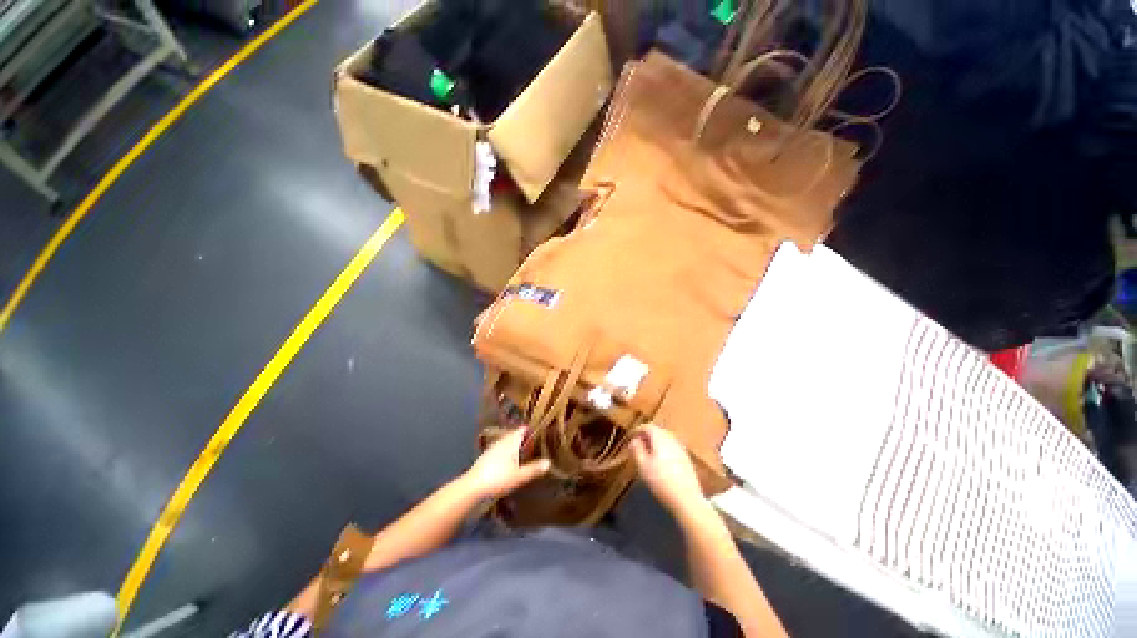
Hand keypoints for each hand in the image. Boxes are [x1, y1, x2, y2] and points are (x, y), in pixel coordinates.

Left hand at [462, 428, 551, 499]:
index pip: (522, 429)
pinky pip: (500, 451)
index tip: (540, 430)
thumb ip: (534, 468)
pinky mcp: (485, 459)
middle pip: (514, 435)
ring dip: (514, 445)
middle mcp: (501, 442)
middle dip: (523, 438)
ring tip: (523, 452)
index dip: (530, 429)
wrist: (472, 488)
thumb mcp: (519, 476)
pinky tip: (508, 462)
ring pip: (506, 443)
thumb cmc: (498, 478)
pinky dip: (506, 453)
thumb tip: (549, 462)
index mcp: (511, 442)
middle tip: (534, 442)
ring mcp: (492, 449)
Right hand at [630, 423, 705, 514]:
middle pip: (658, 431)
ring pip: (665, 439)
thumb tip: (634, 440)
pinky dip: (664, 449)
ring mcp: (681, 449)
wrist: (687, 500)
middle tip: (638, 445)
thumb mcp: (642, 465)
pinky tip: (661, 462)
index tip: (630, 437)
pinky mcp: (687, 459)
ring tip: (648, 453)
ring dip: (655, 443)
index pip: (647, 426)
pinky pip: (672, 448)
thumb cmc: (660, 481)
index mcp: (660, 438)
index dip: (637, 430)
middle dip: (647, 436)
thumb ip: (636, 450)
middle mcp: (672, 439)